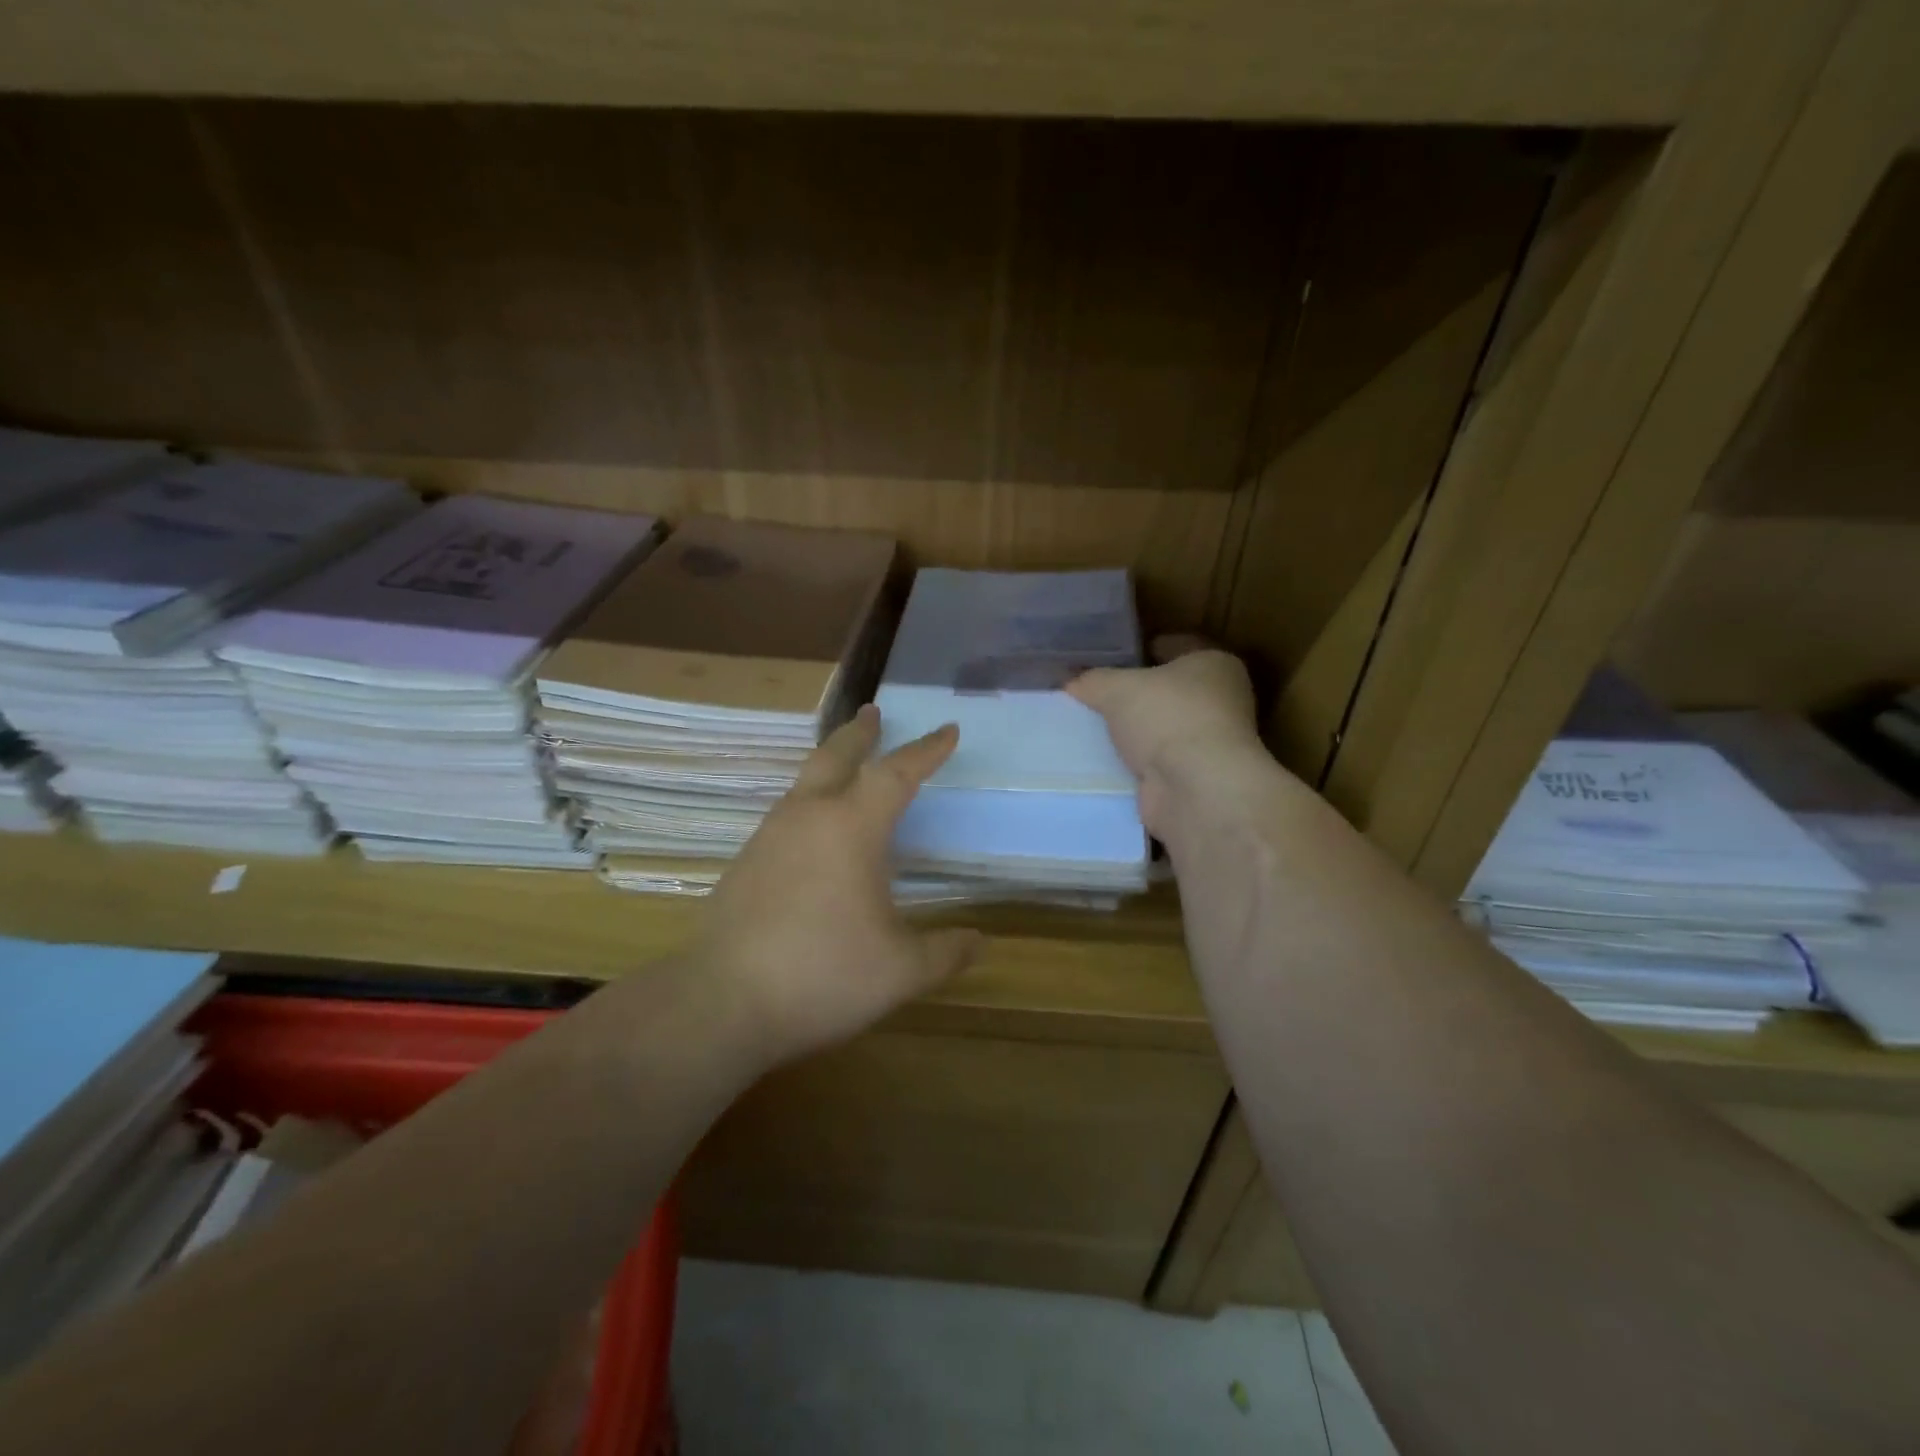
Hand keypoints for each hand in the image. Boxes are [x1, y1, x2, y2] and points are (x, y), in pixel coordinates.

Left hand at [694, 704, 981, 1065]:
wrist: (722, 1002)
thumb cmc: (823, 974)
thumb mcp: (900, 970)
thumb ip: (944, 952)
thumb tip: (979, 942)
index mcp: (851, 826)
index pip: (897, 773)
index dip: (926, 750)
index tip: (947, 730)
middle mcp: (808, 817)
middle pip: (836, 755)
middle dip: (860, 733)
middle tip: (874, 712)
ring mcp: (770, 836)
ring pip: (805, 781)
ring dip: (831, 763)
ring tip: (846, 765)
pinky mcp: (746, 861)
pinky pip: (787, 813)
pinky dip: (810, 801)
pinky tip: (813, 829)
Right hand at [1067, 634, 1267, 836]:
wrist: (1196, 790)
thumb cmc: (1167, 718)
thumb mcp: (1117, 688)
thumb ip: (1092, 681)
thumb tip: (1071, 680)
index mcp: (1215, 664)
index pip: (1177, 645)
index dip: (1143, 648)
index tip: (1111, 656)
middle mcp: (1221, 700)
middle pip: (1170, 690)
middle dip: (1137, 693)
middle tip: (1096, 693)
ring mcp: (1211, 743)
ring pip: (1163, 728)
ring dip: (1136, 731)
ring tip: (1093, 727)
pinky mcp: (1196, 778)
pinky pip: (1158, 761)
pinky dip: (1137, 762)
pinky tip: (1105, 760)